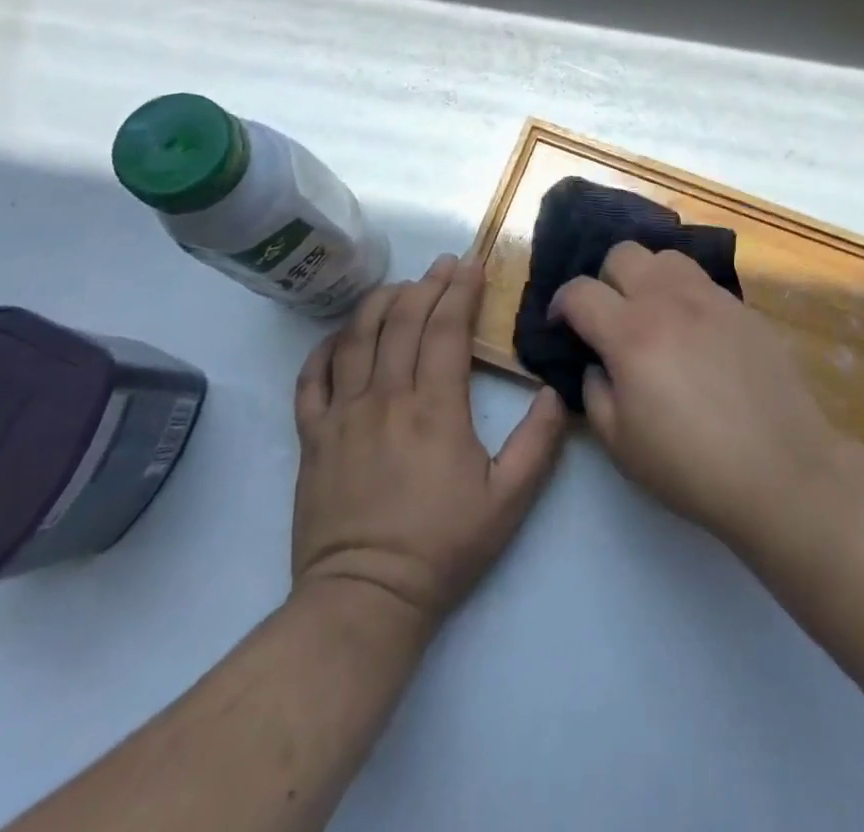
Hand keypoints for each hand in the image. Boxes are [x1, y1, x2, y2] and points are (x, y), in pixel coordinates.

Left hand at [292, 253, 566, 631]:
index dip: (460, 291)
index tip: (471, 265)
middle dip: (427, 284)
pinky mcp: (313, 436)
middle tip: (443, 264)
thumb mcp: (509, 501)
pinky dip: (327, 346)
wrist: (364, 599)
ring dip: (380, 302)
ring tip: (400, 285)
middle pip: (403, 321)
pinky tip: (343, 334)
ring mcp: (343, 414)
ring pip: (357, 338)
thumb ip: (538, 442)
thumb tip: (551, 390)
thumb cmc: (442, 548)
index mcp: (435, 408)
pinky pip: (312, 377)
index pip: (447, 330)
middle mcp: (386, 397)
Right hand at [550, 242, 842, 549]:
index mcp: (631, 333)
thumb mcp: (621, 443)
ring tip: (652, 314)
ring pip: (666, 257)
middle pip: (623, 254)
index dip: (561, 304)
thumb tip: (599, 362)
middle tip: (609, 318)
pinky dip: (685, 295)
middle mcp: (669, 300)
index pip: (580, 291)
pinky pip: (702, 282)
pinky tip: (694, 333)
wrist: (781, 470)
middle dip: (604, 280)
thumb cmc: (692, 466)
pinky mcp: (743, 308)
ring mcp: (711, 298)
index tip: (562, 325)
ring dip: (647, 277)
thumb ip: (595, 391)